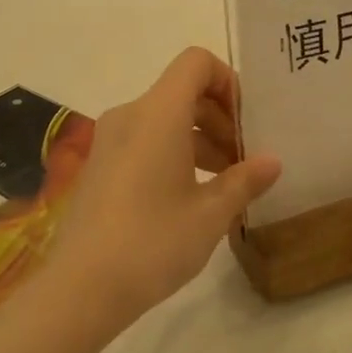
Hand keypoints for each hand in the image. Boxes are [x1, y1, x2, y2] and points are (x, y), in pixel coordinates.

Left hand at [46, 48, 280, 334]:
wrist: (79, 289)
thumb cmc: (152, 243)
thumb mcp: (210, 214)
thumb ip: (245, 180)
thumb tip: (272, 162)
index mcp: (158, 113)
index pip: (196, 62)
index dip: (228, 81)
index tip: (247, 122)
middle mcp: (130, 115)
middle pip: (183, 92)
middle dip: (220, 118)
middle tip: (245, 160)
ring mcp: (109, 141)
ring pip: (165, 119)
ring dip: (200, 139)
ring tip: (226, 183)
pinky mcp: (100, 166)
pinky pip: (145, 141)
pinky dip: (174, 153)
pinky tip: (192, 197)